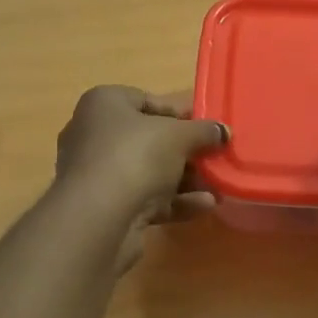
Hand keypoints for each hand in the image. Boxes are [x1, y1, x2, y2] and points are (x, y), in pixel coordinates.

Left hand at [54, 86, 226, 270]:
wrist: (99, 217)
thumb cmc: (136, 155)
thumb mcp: (179, 135)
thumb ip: (204, 131)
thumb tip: (223, 131)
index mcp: (103, 104)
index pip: (146, 101)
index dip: (180, 114)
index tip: (207, 128)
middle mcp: (93, 135)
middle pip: (149, 140)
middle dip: (185, 152)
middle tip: (214, 158)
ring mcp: (97, 174)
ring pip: (148, 172)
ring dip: (185, 180)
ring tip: (218, 186)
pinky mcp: (104, 208)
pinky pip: (145, 199)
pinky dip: (174, 202)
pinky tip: (205, 206)